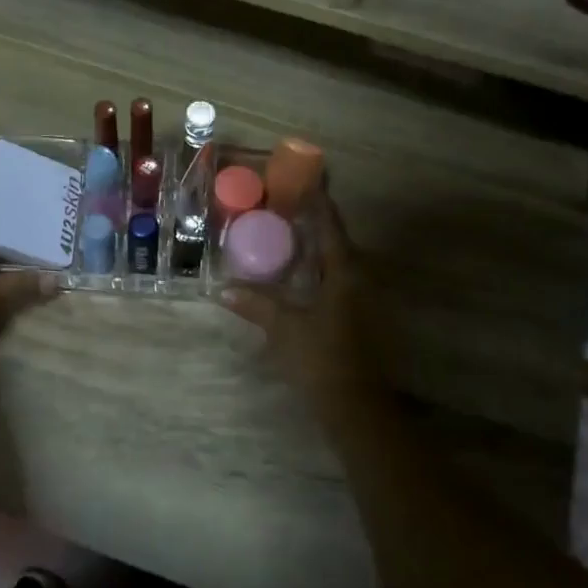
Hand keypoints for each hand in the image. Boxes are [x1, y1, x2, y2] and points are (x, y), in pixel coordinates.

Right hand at [219, 192, 385, 410]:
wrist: (358, 407)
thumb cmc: (322, 360)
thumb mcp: (284, 329)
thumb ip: (256, 305)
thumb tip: (222, 289)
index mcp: (345, 272)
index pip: (331, 225)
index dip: (319, 201)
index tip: (305, 179)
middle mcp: (360, 278)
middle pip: (337, 240)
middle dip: (315, 222)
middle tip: (286, 207)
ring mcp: (365, 299)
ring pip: (339, 262)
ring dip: (317, 248)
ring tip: (289, 236)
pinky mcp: (361, 317)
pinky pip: (339, 280)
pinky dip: (320, 270)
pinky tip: (301, 276)